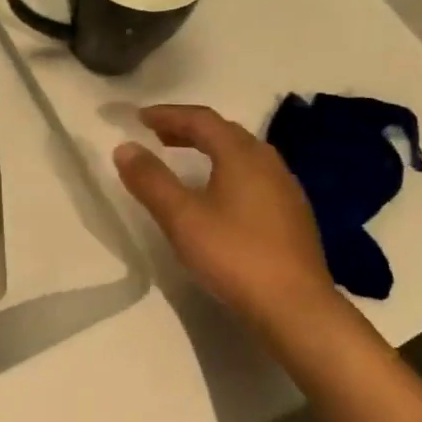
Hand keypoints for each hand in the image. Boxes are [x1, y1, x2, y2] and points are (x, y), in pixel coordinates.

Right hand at [112, 104, 344, 332]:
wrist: (296, 307)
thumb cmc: (234, 255)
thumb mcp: (182, 218)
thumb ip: (151, 180)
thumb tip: (125, 147)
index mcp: (241, 154)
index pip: (201, 119)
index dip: (168, 115)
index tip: (139, 118)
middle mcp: (268, 161)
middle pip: (224, 132)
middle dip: (188, 129)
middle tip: (158, 136)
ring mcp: (285, 188)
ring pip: (242, 154)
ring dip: (209, 149)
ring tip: (183, 161)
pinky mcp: (292, 214)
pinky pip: (254, 176)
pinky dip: (227, 171)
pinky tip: (218, 196)